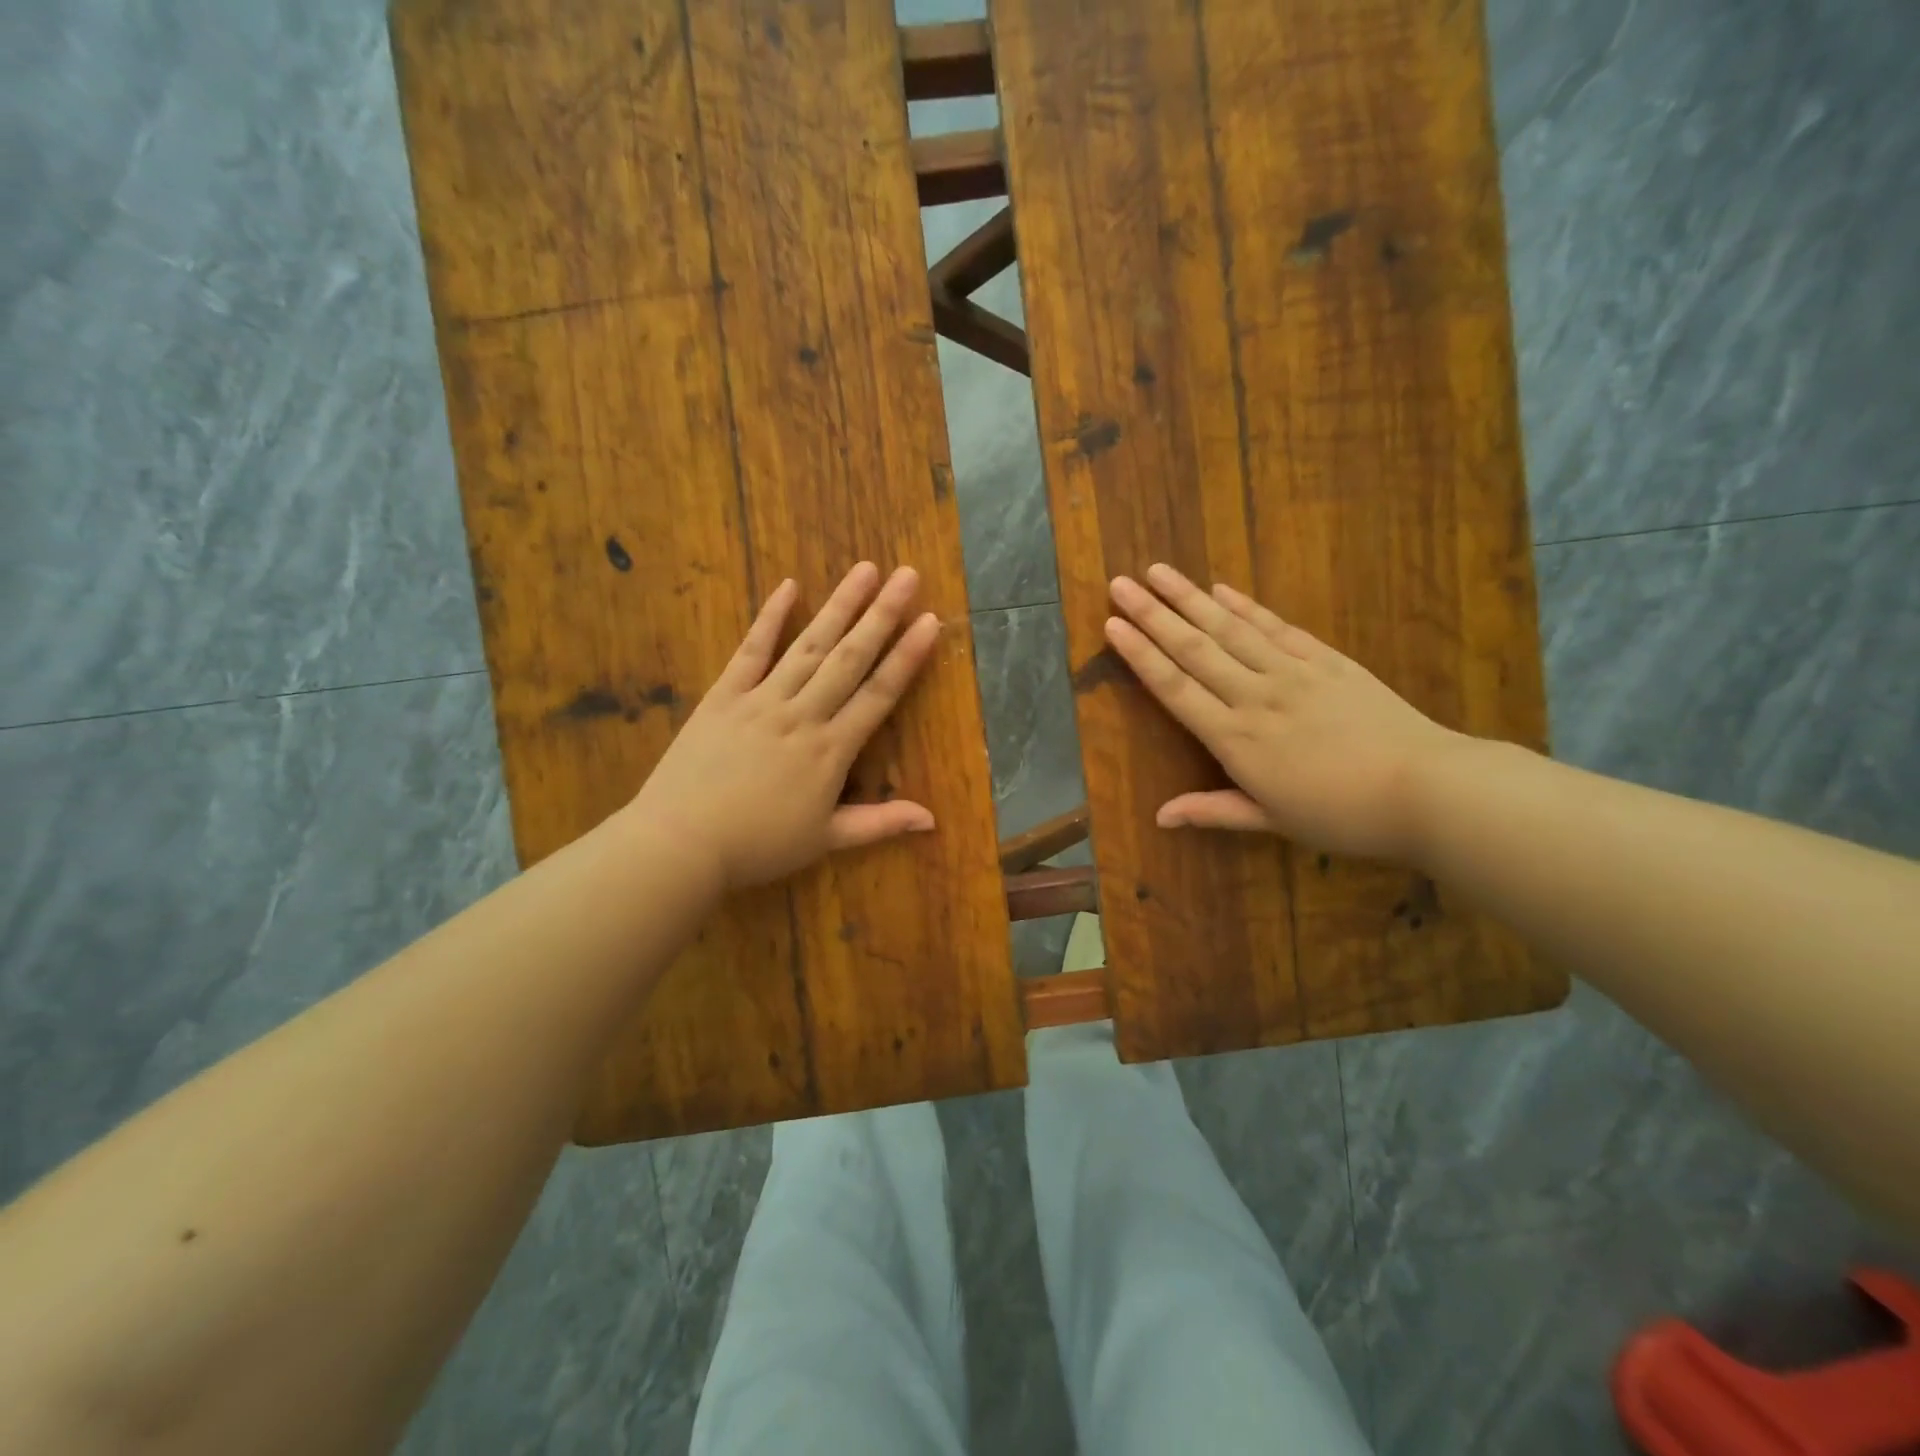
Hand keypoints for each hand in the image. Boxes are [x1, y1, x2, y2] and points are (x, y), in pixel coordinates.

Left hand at [628, 563, 942, 890]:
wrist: (681, 843)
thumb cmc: (757, 846)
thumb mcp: (825, 840)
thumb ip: (880, 823)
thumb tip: (932, 819)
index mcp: (831, 751)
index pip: (878, 695)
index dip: (906, 657)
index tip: (929, 620)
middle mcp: (802, 714)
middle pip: (850, 658)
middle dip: (882, 615)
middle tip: (907, 575)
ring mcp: (761, 699)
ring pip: (809, 646)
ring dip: (839, 606)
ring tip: (864, 570)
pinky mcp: (724, 695)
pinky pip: (751, 651)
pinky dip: (769, 618)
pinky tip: (788, 586)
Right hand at [1105, 564, 1458, 861]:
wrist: (1427, 788)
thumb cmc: (1343, 815)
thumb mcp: (1273, 821)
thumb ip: (1214, 811)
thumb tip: (1159, 817)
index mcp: (1236, 738)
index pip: (1175, 688)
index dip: (1140, 655)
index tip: (1112, 626)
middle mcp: (1255, 695)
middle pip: (1194, 648)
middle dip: (1153, 614)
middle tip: (1120, 583)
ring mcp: (1293, 672)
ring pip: (1230, 629)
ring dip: (1190, 598)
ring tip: (1159, 571)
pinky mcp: (1327, 660)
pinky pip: (1277, 627)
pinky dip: (1246, 606)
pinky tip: (1221, 589)